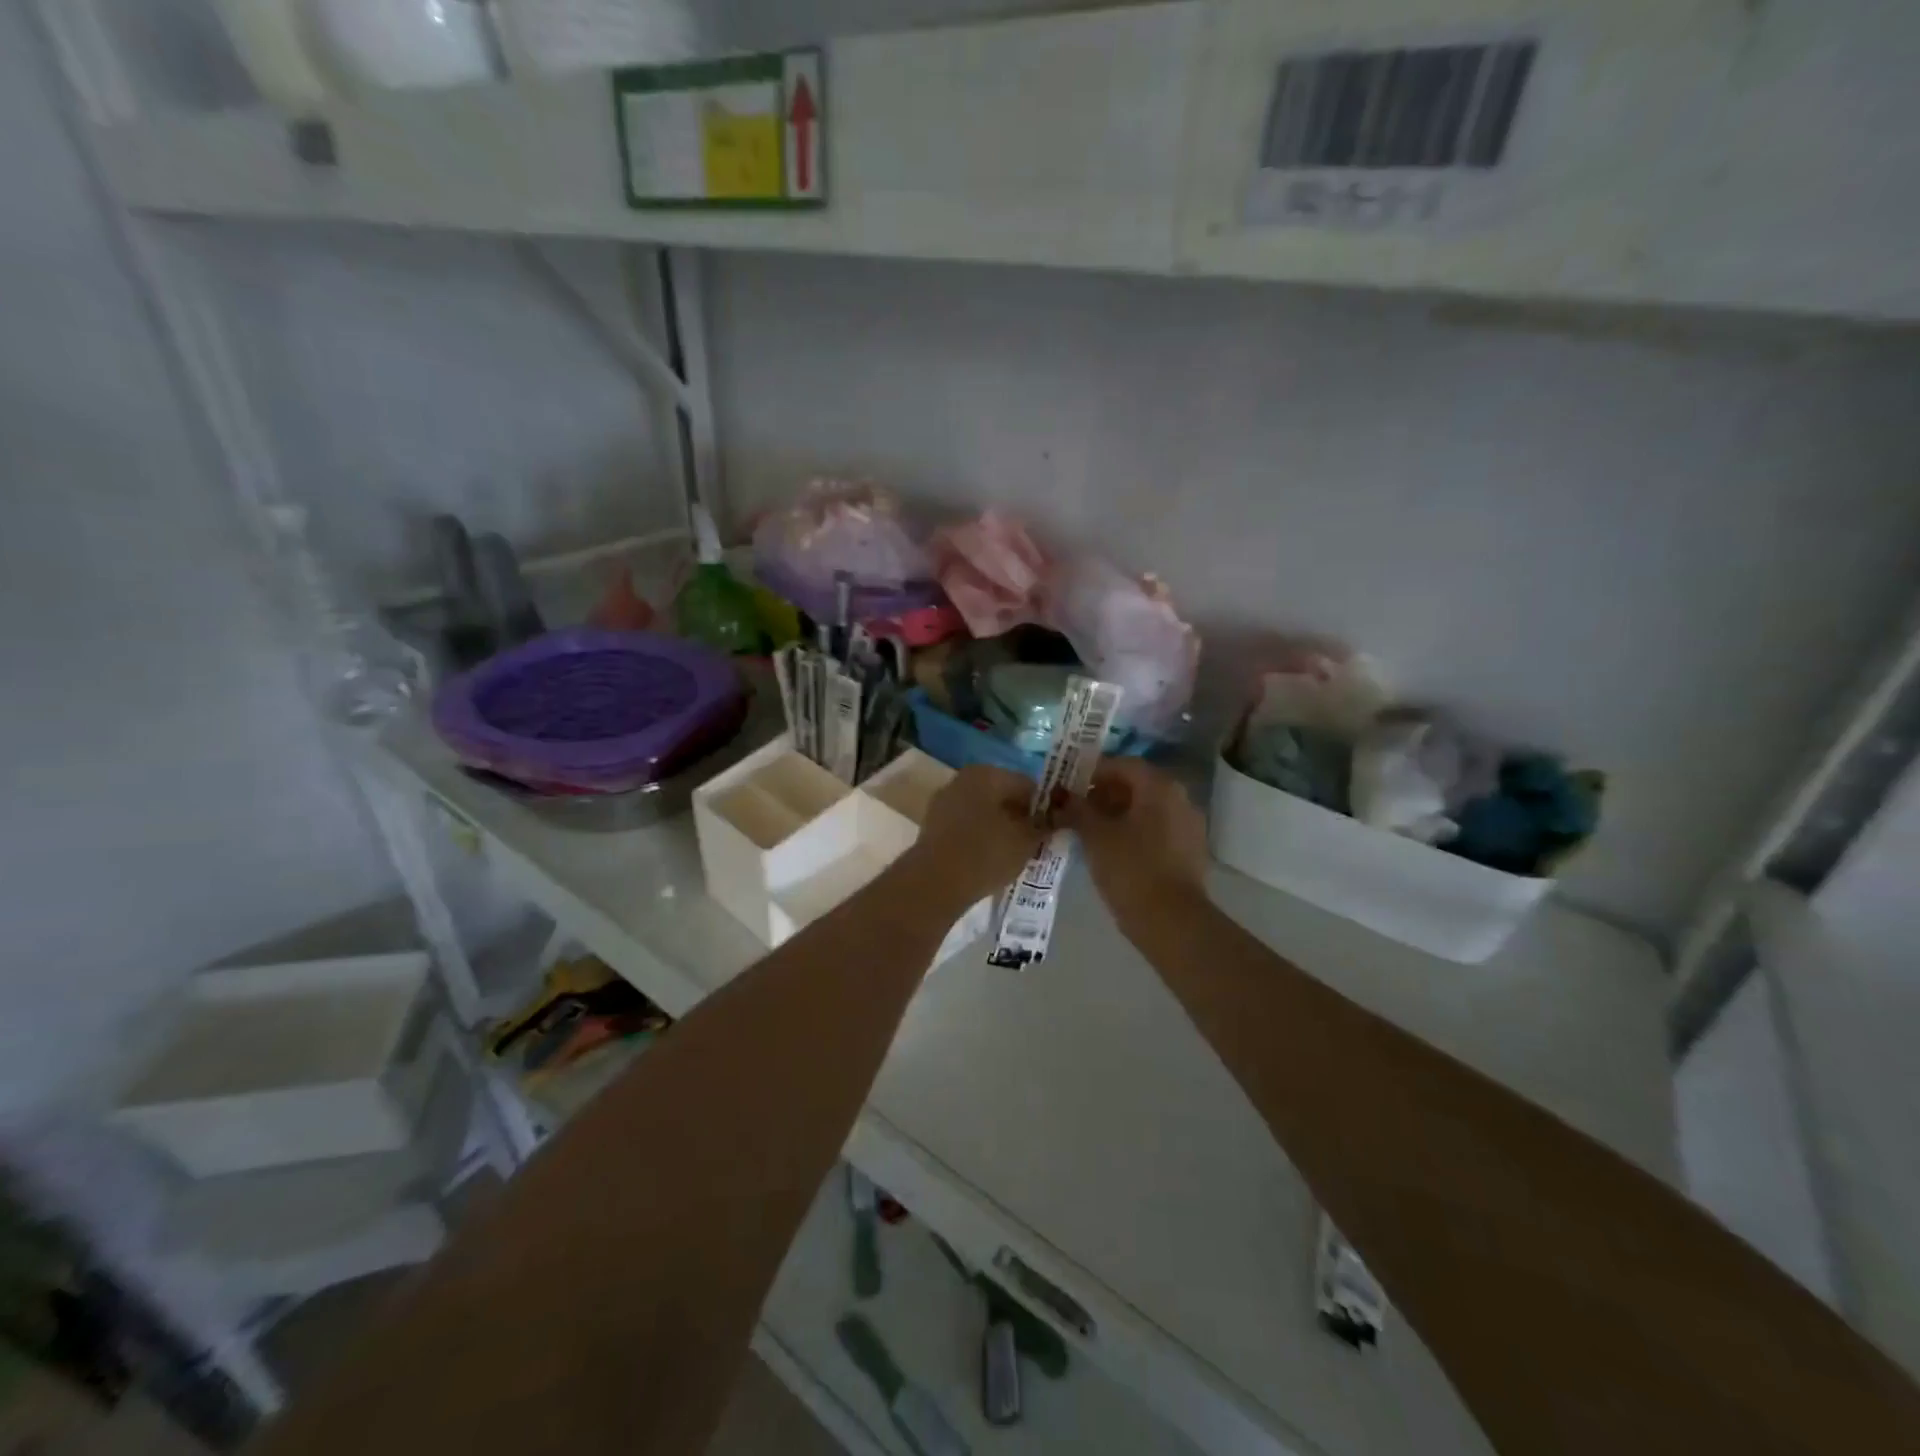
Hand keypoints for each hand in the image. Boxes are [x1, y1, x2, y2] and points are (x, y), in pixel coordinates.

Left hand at [906, 764, 1046, 908]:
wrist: (934, 883)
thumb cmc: (986, 853)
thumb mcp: (1027, 840)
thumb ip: (1044, 825)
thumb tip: (1053, 818)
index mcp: (987, 773)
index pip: (1027, 785)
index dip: (1045, 808)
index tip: (1053, 830)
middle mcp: (963, 779)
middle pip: (1003, 796)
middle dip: (1020, 816)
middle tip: (1035, 843)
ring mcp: (944, 801)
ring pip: (984, 811)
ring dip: (1000, 827)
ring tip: (1013, 854)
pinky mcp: (933, 825)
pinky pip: (967, 826)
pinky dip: (980, 837)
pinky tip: (989, 859)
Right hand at [1057, 759, 1208, 931]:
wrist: (1170, 921)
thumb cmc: (1130, 868)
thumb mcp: (1095, 835)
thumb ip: (1077, 809)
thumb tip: (1062, 796)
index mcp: (1159, 787)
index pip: (1123, 764)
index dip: (1093, 771)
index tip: (1069, 785)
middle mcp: (1180, 798)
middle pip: (1137, 785)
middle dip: (1104, 793)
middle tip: (1076, 808)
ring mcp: (1189, 825)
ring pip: (1147, 808)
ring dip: (1118, 813)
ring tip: (1088, 830)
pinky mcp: (1189, 851)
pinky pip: (1157, 829)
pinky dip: (1134, 831)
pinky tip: (1112, 849)